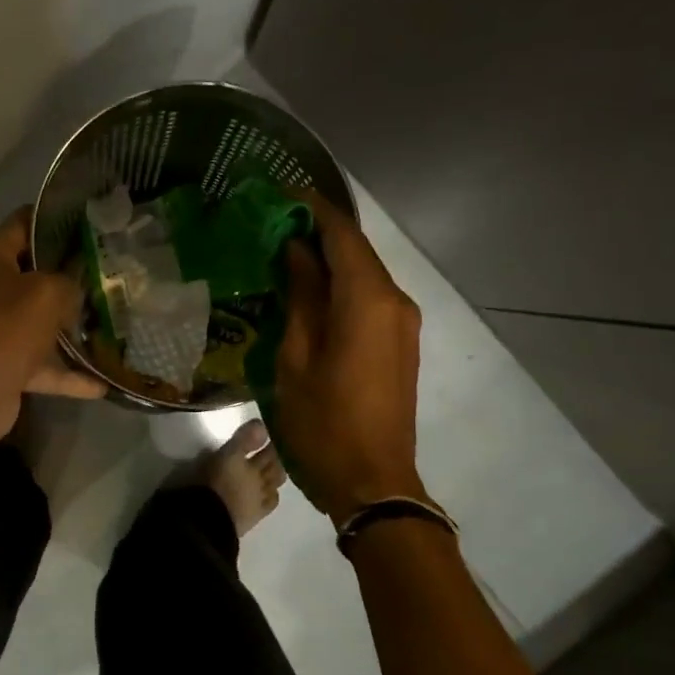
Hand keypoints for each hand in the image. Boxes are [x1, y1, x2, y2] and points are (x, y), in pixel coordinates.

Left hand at [0, 209, 105, 443]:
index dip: (53, 218)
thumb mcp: (49, 291)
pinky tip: (102, 383)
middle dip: (69, 276)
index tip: (89, 220)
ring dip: (70, 327)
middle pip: (33, 275)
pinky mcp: (5, 367)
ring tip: (110, 323)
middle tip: (108, 271)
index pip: (22, 223)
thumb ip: (70, 281)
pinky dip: (69, 375)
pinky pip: (43, 366)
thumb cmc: (8, 326)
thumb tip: (77, 287)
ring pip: (40, 323)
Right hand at [276, 194, 427, 521]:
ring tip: (283, 252)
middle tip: (272, 223)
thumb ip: (300, 297)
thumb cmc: (323, 422)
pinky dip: (341, 284)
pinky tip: (309, 290)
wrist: (373, 481)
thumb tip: (297, 251)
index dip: (311, 207)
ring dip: (328, 258)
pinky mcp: (400, 342)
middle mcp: (394, 301)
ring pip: (364, 273)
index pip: (342, 234)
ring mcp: (402, 322)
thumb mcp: (295, 358)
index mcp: (368, 300)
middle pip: (356, 250)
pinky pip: (369, 297)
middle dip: (317, 230)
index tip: (278, 193)